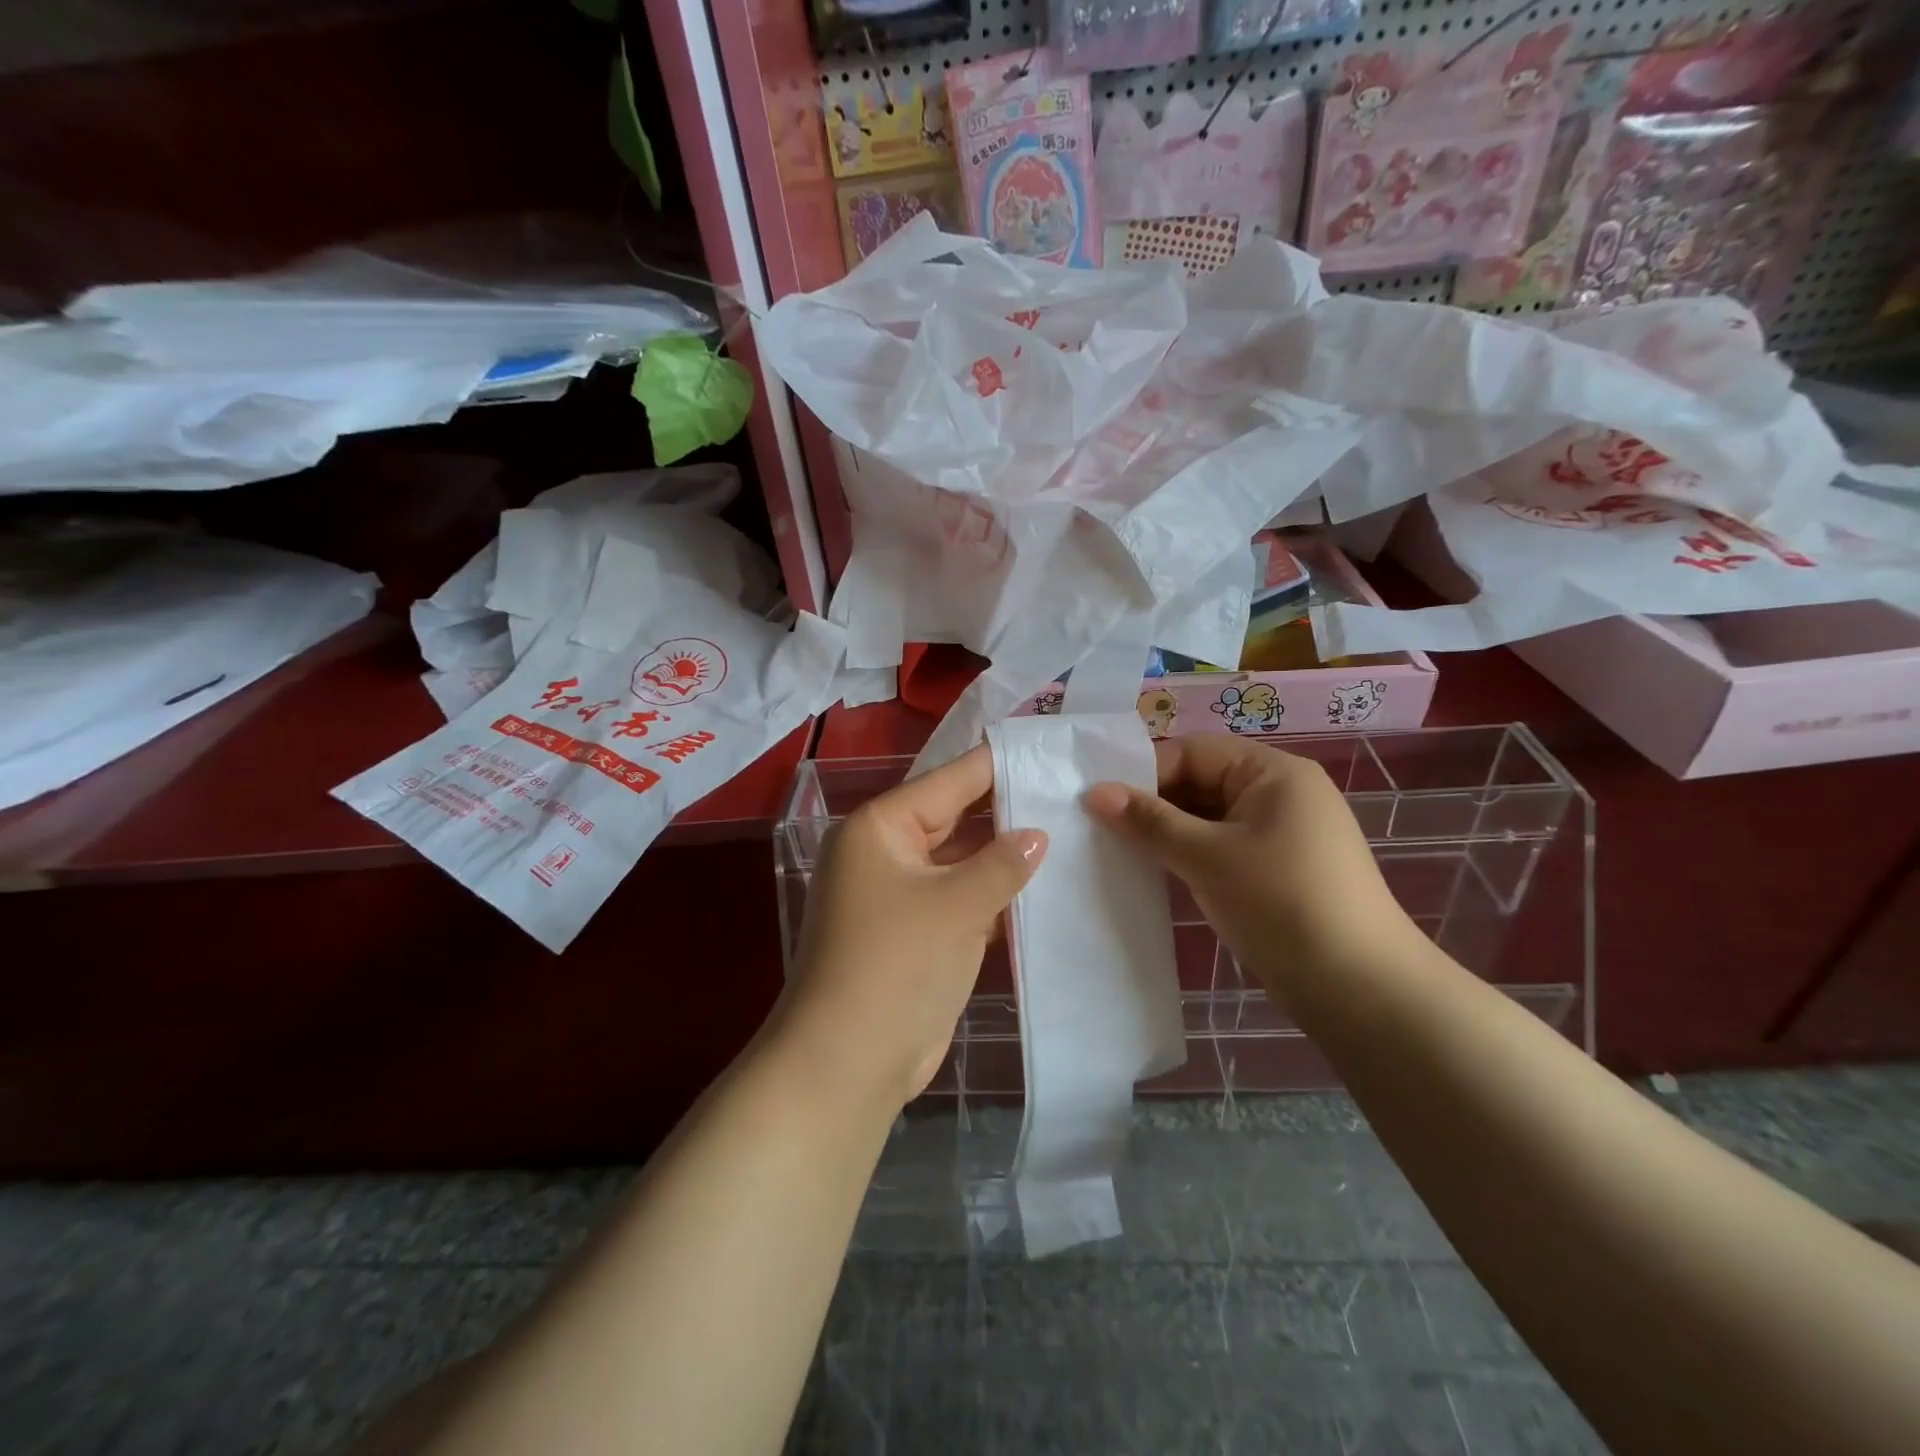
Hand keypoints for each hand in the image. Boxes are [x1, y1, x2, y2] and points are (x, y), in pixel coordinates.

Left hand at [776, 745, 1046, 1111]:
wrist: (848, 1063)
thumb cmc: (898, 964)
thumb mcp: (957, 905)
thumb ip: (1002, 863)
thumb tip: (1037, 834)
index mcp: (880, 828)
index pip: (948, 781)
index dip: (997, 766)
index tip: (1046, 749)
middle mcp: (884, 853)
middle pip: (954, 819)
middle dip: (1006, 812)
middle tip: (1067, 795)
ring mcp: (897, 895)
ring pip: (959, 862)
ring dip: (1002, 858)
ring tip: (1067, 834)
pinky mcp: (913, 934)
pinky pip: (958, 899)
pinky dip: (992, 896)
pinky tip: (1040, 889)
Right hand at [1084, 736, 1417, 998]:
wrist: (1360, 988)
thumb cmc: (1281, 903)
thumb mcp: (1206, 857)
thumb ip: (1149, 821)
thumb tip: (1094, 792)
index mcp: (1273, 772)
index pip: (1193, 753)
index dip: (1144, 773)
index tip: (1099, 803)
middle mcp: (1281, 793)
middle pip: (1201, 781)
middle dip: (1154, 804)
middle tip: (1101, 828)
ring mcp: (1283, 833)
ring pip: (1209, 817)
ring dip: (1169, 832)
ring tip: (1121, 850)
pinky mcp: (1280, 869)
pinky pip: (1224, 846)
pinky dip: (1191, 854)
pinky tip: (1158, 871)